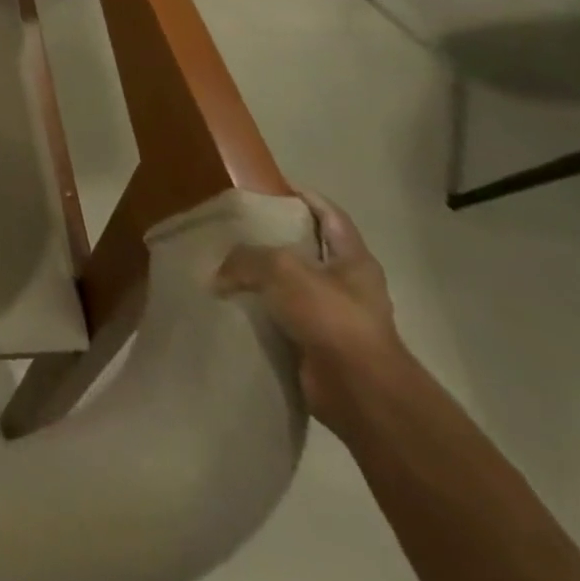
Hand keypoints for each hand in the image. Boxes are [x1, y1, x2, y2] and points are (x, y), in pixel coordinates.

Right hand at [215, 190, 414, 429]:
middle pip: (305, 250)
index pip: (329, 215)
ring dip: (259, 279)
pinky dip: (257, 311)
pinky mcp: (316, 345)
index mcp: (353, 260)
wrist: (360, 392)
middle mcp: (347, 286)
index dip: (303, 197)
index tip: (268, 188)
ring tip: (221, 266)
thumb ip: (246, 258)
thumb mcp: (281, 268)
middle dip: (270, 239)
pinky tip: (229, 303)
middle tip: (231, 228)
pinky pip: (279, 318)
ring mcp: (333, 317)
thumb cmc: (331, 316)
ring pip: (288, 286)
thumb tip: (220, 275)